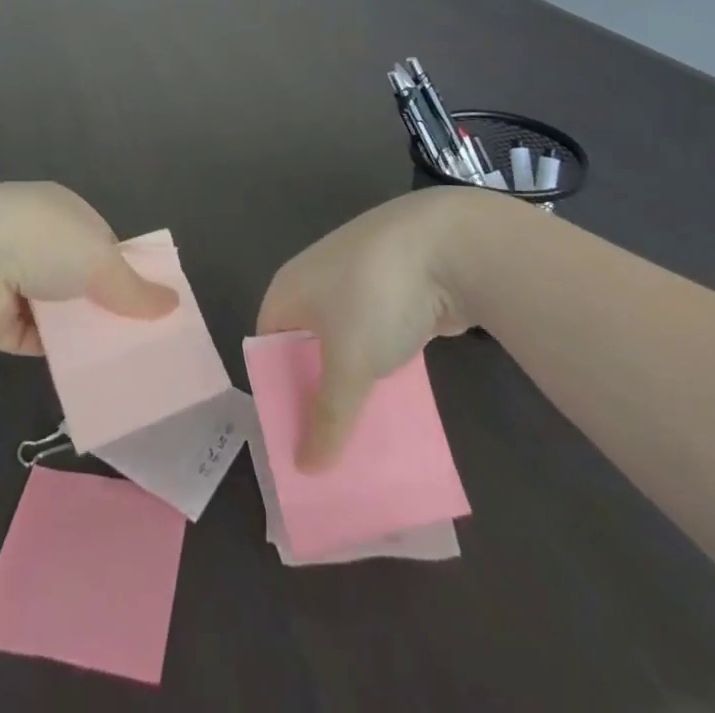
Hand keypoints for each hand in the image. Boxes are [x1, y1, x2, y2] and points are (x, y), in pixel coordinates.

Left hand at [0, 182, 177, 354]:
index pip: (100, 240)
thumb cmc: (44, 241)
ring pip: (59, 310)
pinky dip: (59, 354)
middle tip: (139, 338)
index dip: (123, 269)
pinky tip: (88, 374)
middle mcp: (35, 238)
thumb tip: (173, 304)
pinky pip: (38, 339)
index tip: (146, 301)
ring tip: (121, 362)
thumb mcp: (101, 259)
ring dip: (81, 332)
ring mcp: (12, 278)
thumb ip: (134, 287)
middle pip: (79, 277)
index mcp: (60, 209)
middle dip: (103, 304)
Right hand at [257, 189, 496, 469]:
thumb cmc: (375, 298)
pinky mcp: (392, 288)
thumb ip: (328, 419)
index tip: (294, 440)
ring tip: (364, 434)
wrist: (445, 244)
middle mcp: (314, 282)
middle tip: (330, 448)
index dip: (278, 394)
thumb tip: (306, 469)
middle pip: (305, 348)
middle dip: (318, 395)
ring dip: (353, 384)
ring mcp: (355, 281)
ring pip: (345, 345)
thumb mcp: (348, 366)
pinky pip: (376, 337)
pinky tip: (396, 401)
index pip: (269, 350)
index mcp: (287, 291)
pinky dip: (382, 367)